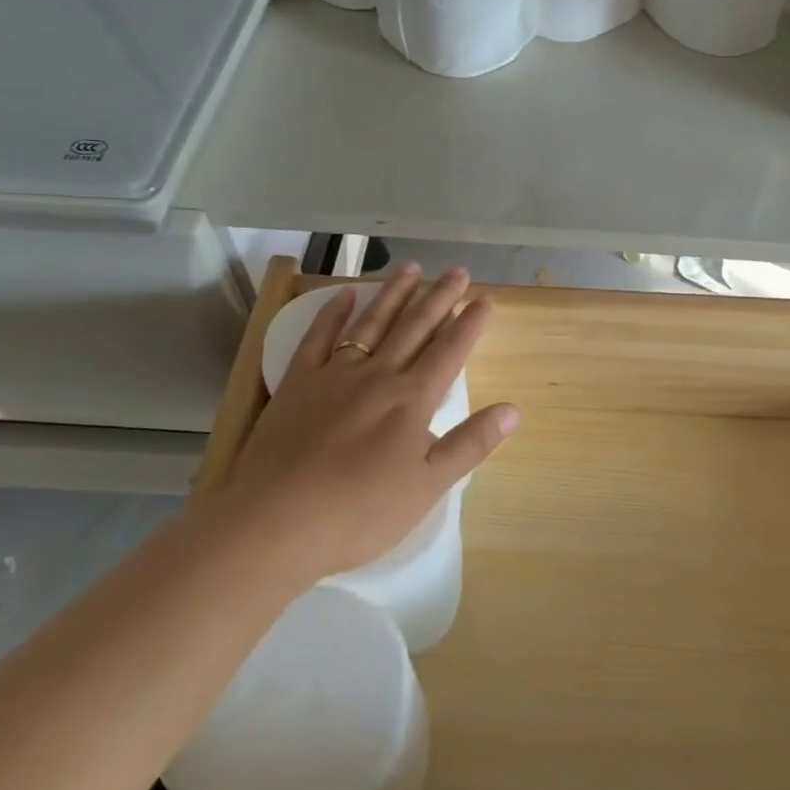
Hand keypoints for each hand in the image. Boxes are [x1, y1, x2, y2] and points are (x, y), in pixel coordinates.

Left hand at [206, 264, 519, 582]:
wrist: (275, 522)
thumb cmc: (360, 512)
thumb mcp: (428, 486)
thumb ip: (471, 444)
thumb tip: (513, 409)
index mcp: (412, 399)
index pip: (450, 351)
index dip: (471, 323)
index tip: (486, 298)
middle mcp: (378, 375)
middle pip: (415, 327)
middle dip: (440, 297)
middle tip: (458, 270)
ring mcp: (334, 375)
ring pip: (372, 323)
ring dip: (394, 294)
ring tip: (411, 267)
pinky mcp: (297, 384)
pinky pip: (319, 338)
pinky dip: (333, 313)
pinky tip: (345, 294)